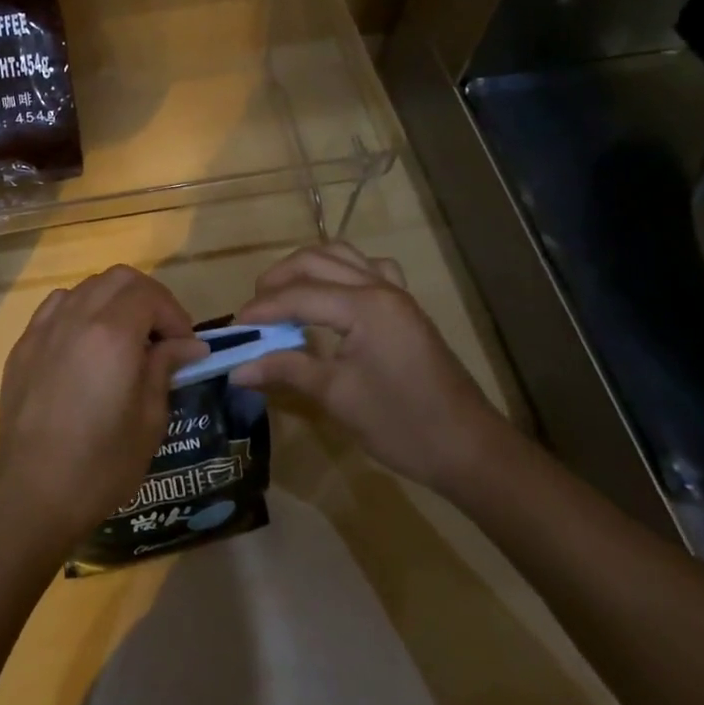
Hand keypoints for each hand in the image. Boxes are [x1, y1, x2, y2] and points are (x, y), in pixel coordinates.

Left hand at [0, 266, 206, 553]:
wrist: (34, 492)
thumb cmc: (101, 463)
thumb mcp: (149, 419)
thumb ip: (165, 368)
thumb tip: (187, 345)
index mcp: (112, 334)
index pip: (150, 294)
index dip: (175, 315)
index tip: (185, 347)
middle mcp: (76, 317)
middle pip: (119, 278)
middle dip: (148, 298)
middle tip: (161, 336)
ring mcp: (44, 328)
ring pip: (86, 287)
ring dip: (113, 301)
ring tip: (125, 338)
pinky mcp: (23, 345)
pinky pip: (56, 306)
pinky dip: (80, 310)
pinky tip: (86, 344)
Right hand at [232, 243, 512, 490]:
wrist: (469, 449)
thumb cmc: (402, 424)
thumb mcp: (337, 397)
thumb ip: (286, 371)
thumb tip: (237, 369)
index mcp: (364, 306)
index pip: (299, 295)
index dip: (262, 309)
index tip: (234, 327)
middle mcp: (380, 287)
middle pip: (316, 261)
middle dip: (279, 279)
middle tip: (255, 310)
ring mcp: (397, 293)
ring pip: (342, 255)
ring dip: (307, 268)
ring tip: (283, 296)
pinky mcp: (406, 306)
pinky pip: (369, 268)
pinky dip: (341, 271)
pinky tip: (331, 296)